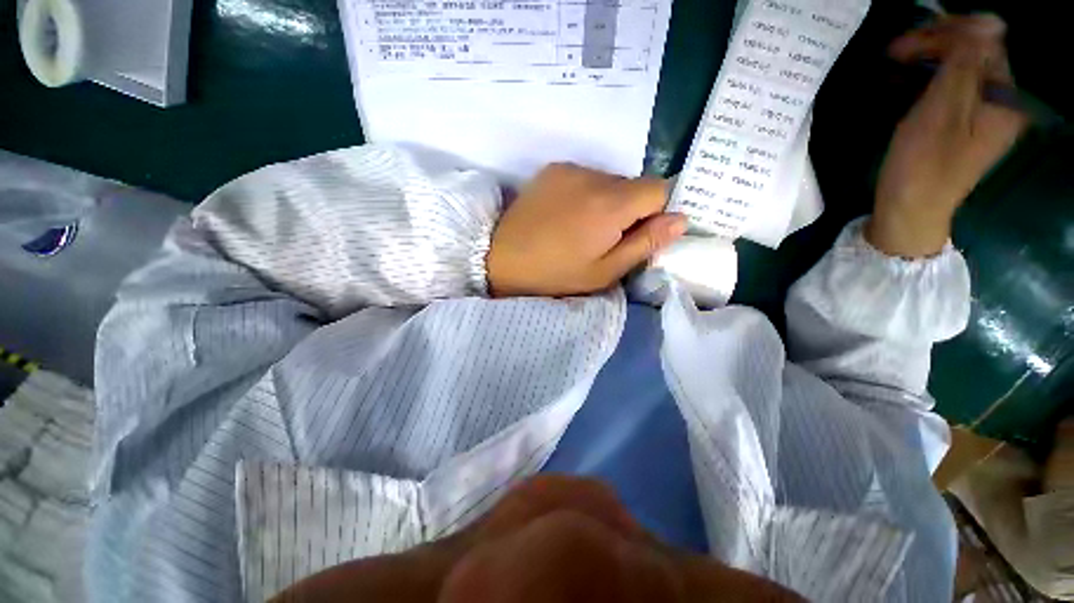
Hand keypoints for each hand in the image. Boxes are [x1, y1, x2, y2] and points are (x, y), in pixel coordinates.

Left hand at [487, 164, 686, 296]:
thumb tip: (681, 219)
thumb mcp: (604, 271)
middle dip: (631, 208)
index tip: (638, 234)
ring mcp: (570, 169)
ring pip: (610, 180)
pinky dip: (586, 193)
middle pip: (634, 184)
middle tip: (606, 237)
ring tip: (582, 228)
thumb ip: (645, 244)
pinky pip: (585, 177)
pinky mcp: (552, 169)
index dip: (656, 212)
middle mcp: (593, 176)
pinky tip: (567, 215)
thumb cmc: (555, 274)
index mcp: (610, 205)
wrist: (501, 259)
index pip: (660, 189)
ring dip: (608, 200)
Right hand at [867, 14, 1027, 257]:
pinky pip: (951, 90)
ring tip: (893, 66)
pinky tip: (904, 84)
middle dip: (936, 47)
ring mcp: (983, 116)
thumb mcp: (942, 112)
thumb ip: (965, 66)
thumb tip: (985, 23)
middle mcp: (1000, 104)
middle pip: (974, 56)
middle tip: (893, 52)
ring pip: (960, 71)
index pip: (984, 45)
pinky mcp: (964, 126)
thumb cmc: (922, 167)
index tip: (905, 44)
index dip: (947, 35)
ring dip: (929, 63)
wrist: (910, 213)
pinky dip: (928, 82)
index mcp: (1004, 100)